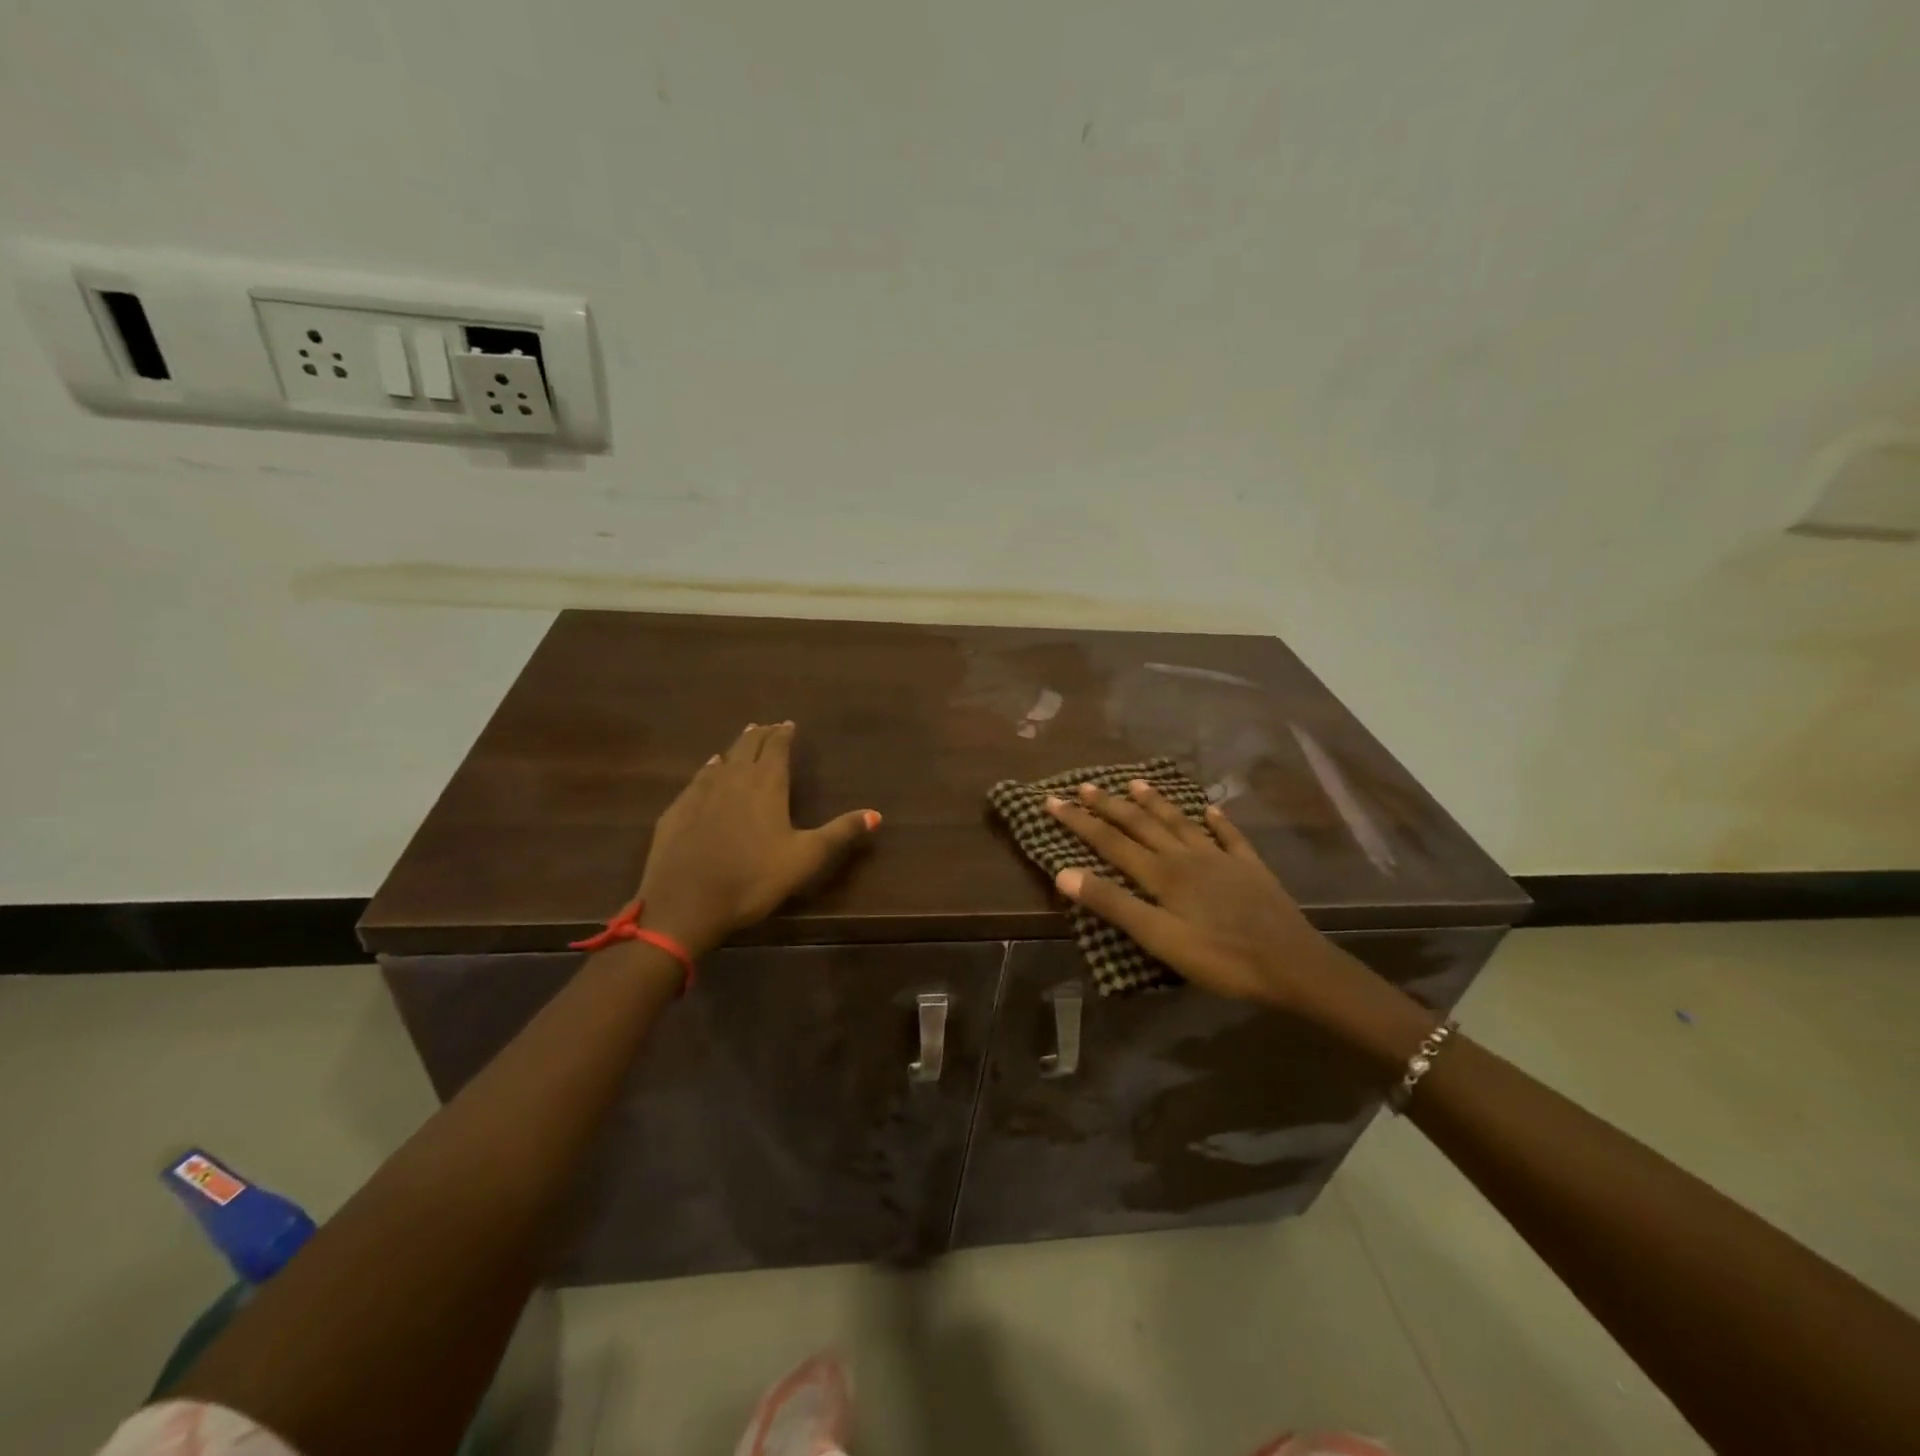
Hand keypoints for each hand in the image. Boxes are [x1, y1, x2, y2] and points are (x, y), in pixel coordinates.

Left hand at [632, 722, 879, 954]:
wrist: (685, 903)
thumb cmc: (754, 878)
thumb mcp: (806, 858)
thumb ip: (840, 833)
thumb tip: (876, 814)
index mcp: (767, 784)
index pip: (777, 748)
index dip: (784, 734)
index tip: (789, 724)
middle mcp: (734, 779)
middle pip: (748, 747)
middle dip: (760, 734)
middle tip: (768, 726)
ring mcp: (701, 793)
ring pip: (722, 759)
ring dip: (735, 747)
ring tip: (744, 739)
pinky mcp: (677, 810)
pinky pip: (698, 778)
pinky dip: (709, 768)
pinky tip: (709, 768)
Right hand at [1046, 779, 1347, 1008]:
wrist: (1292, 964)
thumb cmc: (1220, 957)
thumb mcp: (1159, 938)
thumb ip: (1113, 904)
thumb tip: (1064, 873)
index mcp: (1162, 873)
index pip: (1110, 841)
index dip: (1079, 821)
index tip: (1052, 801)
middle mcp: (1187, 856)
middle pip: (1141, 824)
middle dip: (1109, 805)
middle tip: (1085, 785)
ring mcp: (1221, 858)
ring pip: (1180, 823)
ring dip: (1156, 803)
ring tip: (1136, 783)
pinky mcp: (1250, 868)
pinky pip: (1229, 837)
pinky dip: (1217, 821)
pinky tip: (1212, 810)